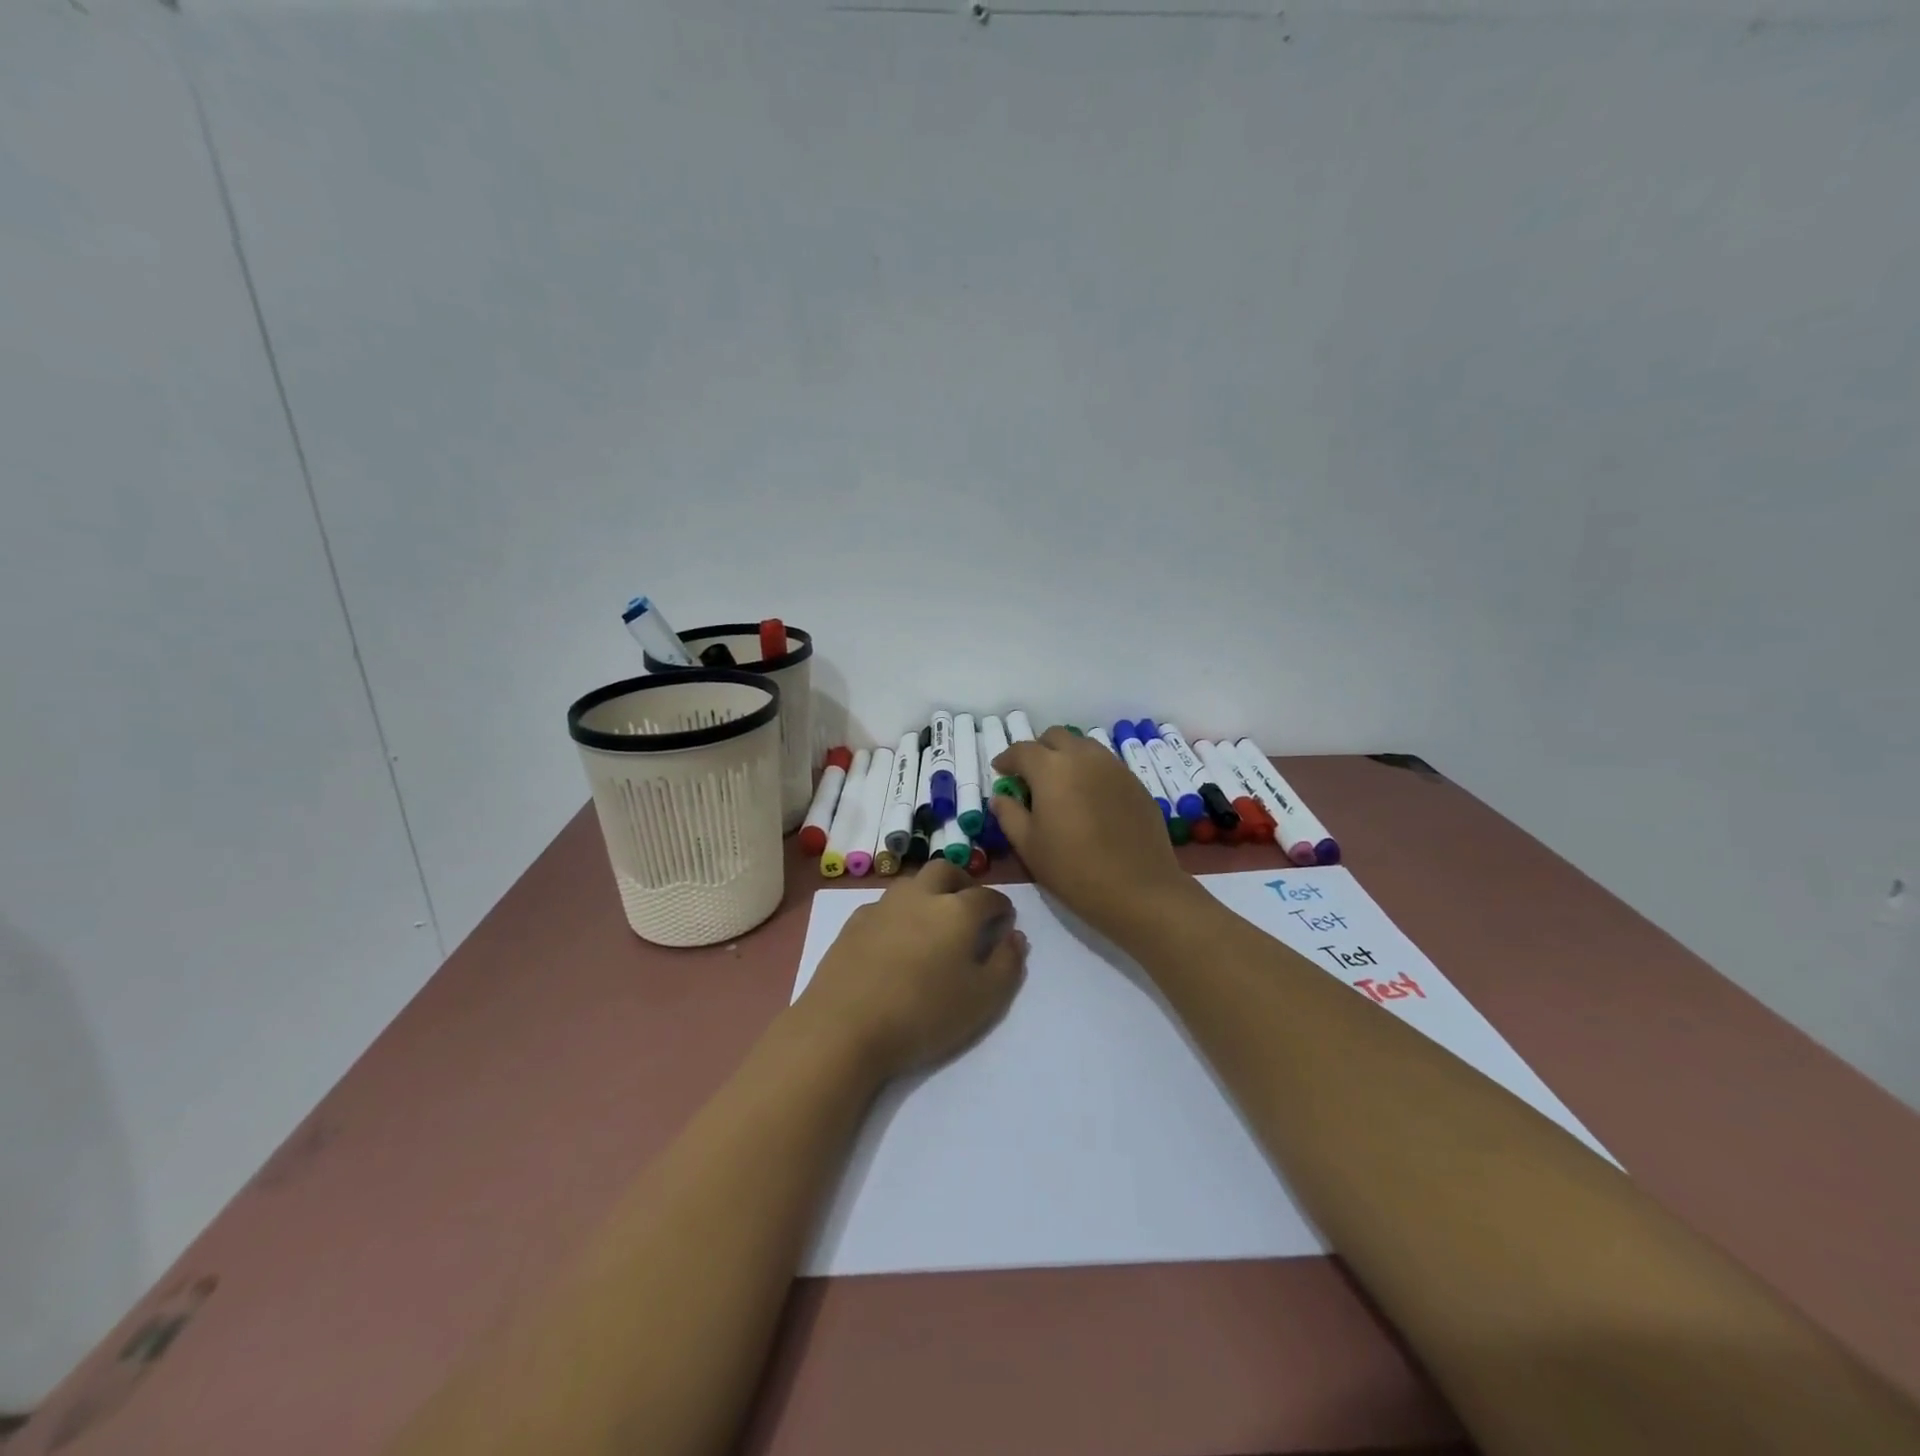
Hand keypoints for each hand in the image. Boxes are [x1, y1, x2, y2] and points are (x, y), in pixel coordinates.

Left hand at [797, 859, 1027, 1081]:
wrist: (844, 1027)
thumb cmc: (923, 1014)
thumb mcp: (983, 999)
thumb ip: (1008, 964)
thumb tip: (1015, 937)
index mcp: (957, 910)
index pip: (988, 896)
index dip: (1001, 906)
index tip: (1005, 920)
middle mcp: (920, 896)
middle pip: (945, 871)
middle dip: (963, 883)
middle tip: (970, 907)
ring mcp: (883, 906)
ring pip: (912, 884)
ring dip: (929, 893)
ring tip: (934, 922)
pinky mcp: (854, 922)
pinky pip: (885, 905)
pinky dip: (900, 913)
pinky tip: (897, 939)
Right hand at [991, 727, 1198, 946]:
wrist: (1139, 889)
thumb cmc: (1073, 869)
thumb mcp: (1029, 847)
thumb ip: (1009, 815)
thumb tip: (1001, 797)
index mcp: (1051, 768)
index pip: (1022, 750)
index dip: (1007, 759)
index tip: (1000, 771)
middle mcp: (1083, 757)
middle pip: (1056, 737)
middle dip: (1039, 750)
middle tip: (1031, 776)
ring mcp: (1114, 767)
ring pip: (1084, 746)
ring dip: (1067, 756)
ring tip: (1061, 784)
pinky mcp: (1136, 782)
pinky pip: (1106, 765)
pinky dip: (1091, 771)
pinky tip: (1089, 799)